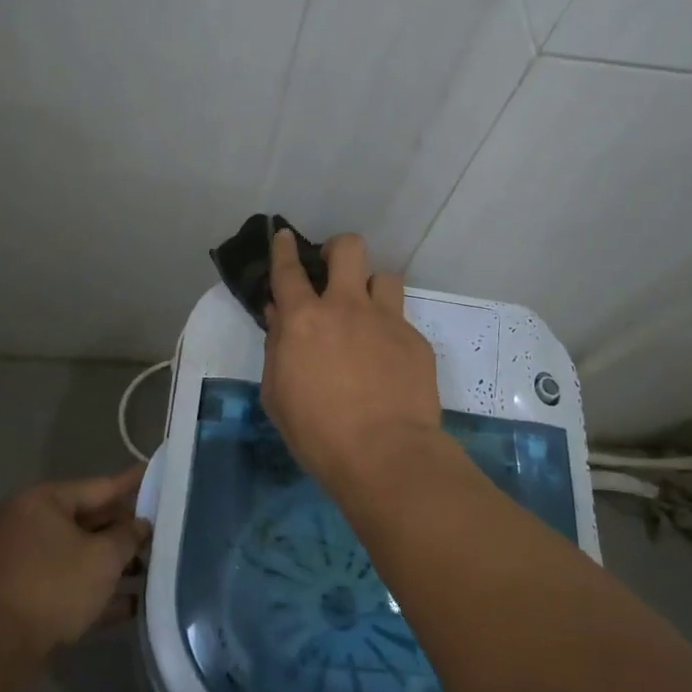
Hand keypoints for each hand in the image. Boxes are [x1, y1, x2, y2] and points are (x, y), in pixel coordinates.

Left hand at [0, 465, 148, 667]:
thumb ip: (128, 537)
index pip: (99, 486)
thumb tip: (141, 525)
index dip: (132, 483)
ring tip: (151, 571)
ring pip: (79, 554)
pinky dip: (94, 589)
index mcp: (44, 501)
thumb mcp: (103, 558)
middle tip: (160, 534)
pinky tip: (130, 605)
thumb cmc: (54, 587)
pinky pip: (67, 581)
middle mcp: (30, 523)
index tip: (156, 472)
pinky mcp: (23, 594)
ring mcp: (24, 560)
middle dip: (124, 532)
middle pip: (89, 520)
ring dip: (113, 565)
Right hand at [261, 229, 442, 492]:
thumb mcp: (277, 394)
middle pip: (348, 248)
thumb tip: (279, 316)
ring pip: (384, 276)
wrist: (385, 454)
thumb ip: (276, 347)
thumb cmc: (317, 431)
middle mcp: (346, 307)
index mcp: (304, 319)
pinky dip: (390, 332)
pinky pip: (402, 321)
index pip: (288, 270)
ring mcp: (386, 320)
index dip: (284, 248)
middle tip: (334, 272)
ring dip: (372, 289)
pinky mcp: (416, 340)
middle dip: (338, 249)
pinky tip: (388, 362)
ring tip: (368, 315)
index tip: (285, 236)